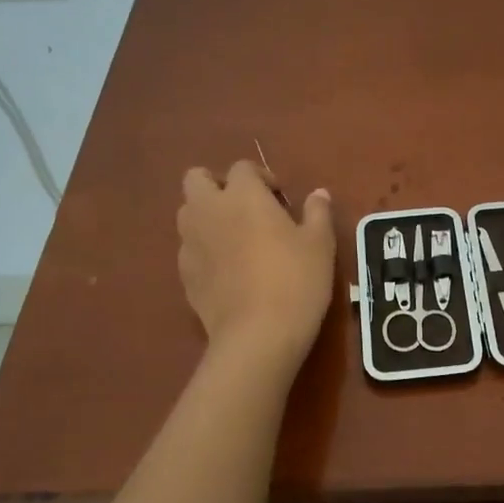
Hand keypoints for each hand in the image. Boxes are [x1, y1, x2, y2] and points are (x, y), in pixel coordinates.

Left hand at [177, 160, 334, 363]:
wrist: (258, 334)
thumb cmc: (296, 279)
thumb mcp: (319, 244)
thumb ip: (317, 212)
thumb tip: (318, 194)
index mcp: (243, 195)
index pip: (242, 168)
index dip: (261, 177)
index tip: (279, 197)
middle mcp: (209, 210)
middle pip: (197, 179)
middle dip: (217, 185)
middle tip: (245, 207)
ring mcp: (190, 243)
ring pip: (187, 213)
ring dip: (207, 216)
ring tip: (235, 238)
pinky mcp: (184, 274)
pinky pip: (190, 249)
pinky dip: (204, 250)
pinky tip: (228, 272)